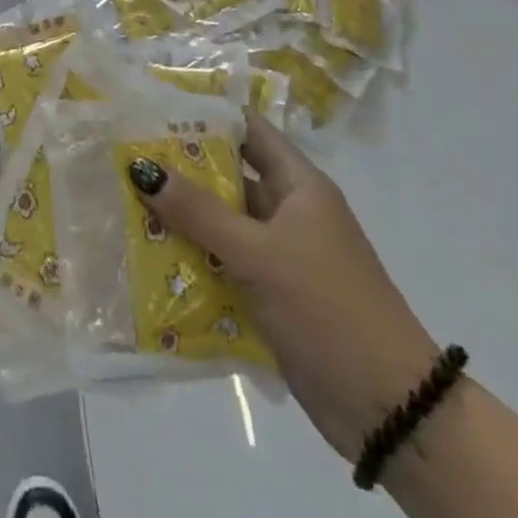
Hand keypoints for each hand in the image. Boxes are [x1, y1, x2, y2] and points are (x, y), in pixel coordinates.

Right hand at [128, 119, 437, 462]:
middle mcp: (289, 212)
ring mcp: (281, 255)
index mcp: (299, 185)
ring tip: (125, 201)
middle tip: (124, 155)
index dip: (206, 114)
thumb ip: (199, 211)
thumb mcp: (259, 254)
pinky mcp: (272, 294)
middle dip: (181, 168)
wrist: (392, 411)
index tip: (155, 106)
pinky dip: (193, 258)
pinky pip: (224, 263)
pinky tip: (149, 256)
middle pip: (229, 176)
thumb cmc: (328, 308)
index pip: (248, 130)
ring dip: (181, 217)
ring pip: (222, 222)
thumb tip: (141, 167)